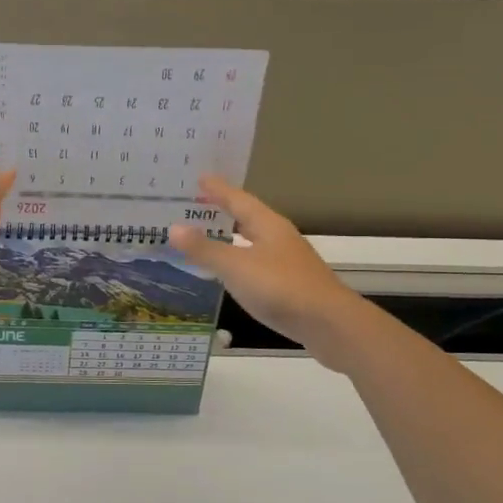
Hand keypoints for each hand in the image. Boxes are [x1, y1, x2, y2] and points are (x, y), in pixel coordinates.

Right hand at [169, 176, 364, 369]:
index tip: (200, 178)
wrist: (329, 325)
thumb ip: (205, 249)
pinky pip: (257, 265)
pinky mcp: (290, 286)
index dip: (218, 190)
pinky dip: (239, 262)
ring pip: (254, 242)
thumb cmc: (280, 288)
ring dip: (231, 238)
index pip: (239, 200)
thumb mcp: (236, 267)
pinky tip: (231, 273)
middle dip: (224, 211)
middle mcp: (279, 238)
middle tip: (198, 205)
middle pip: (248, 218)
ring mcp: (287, 263)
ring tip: (209, 236)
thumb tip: (173, 227)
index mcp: (268, 226)